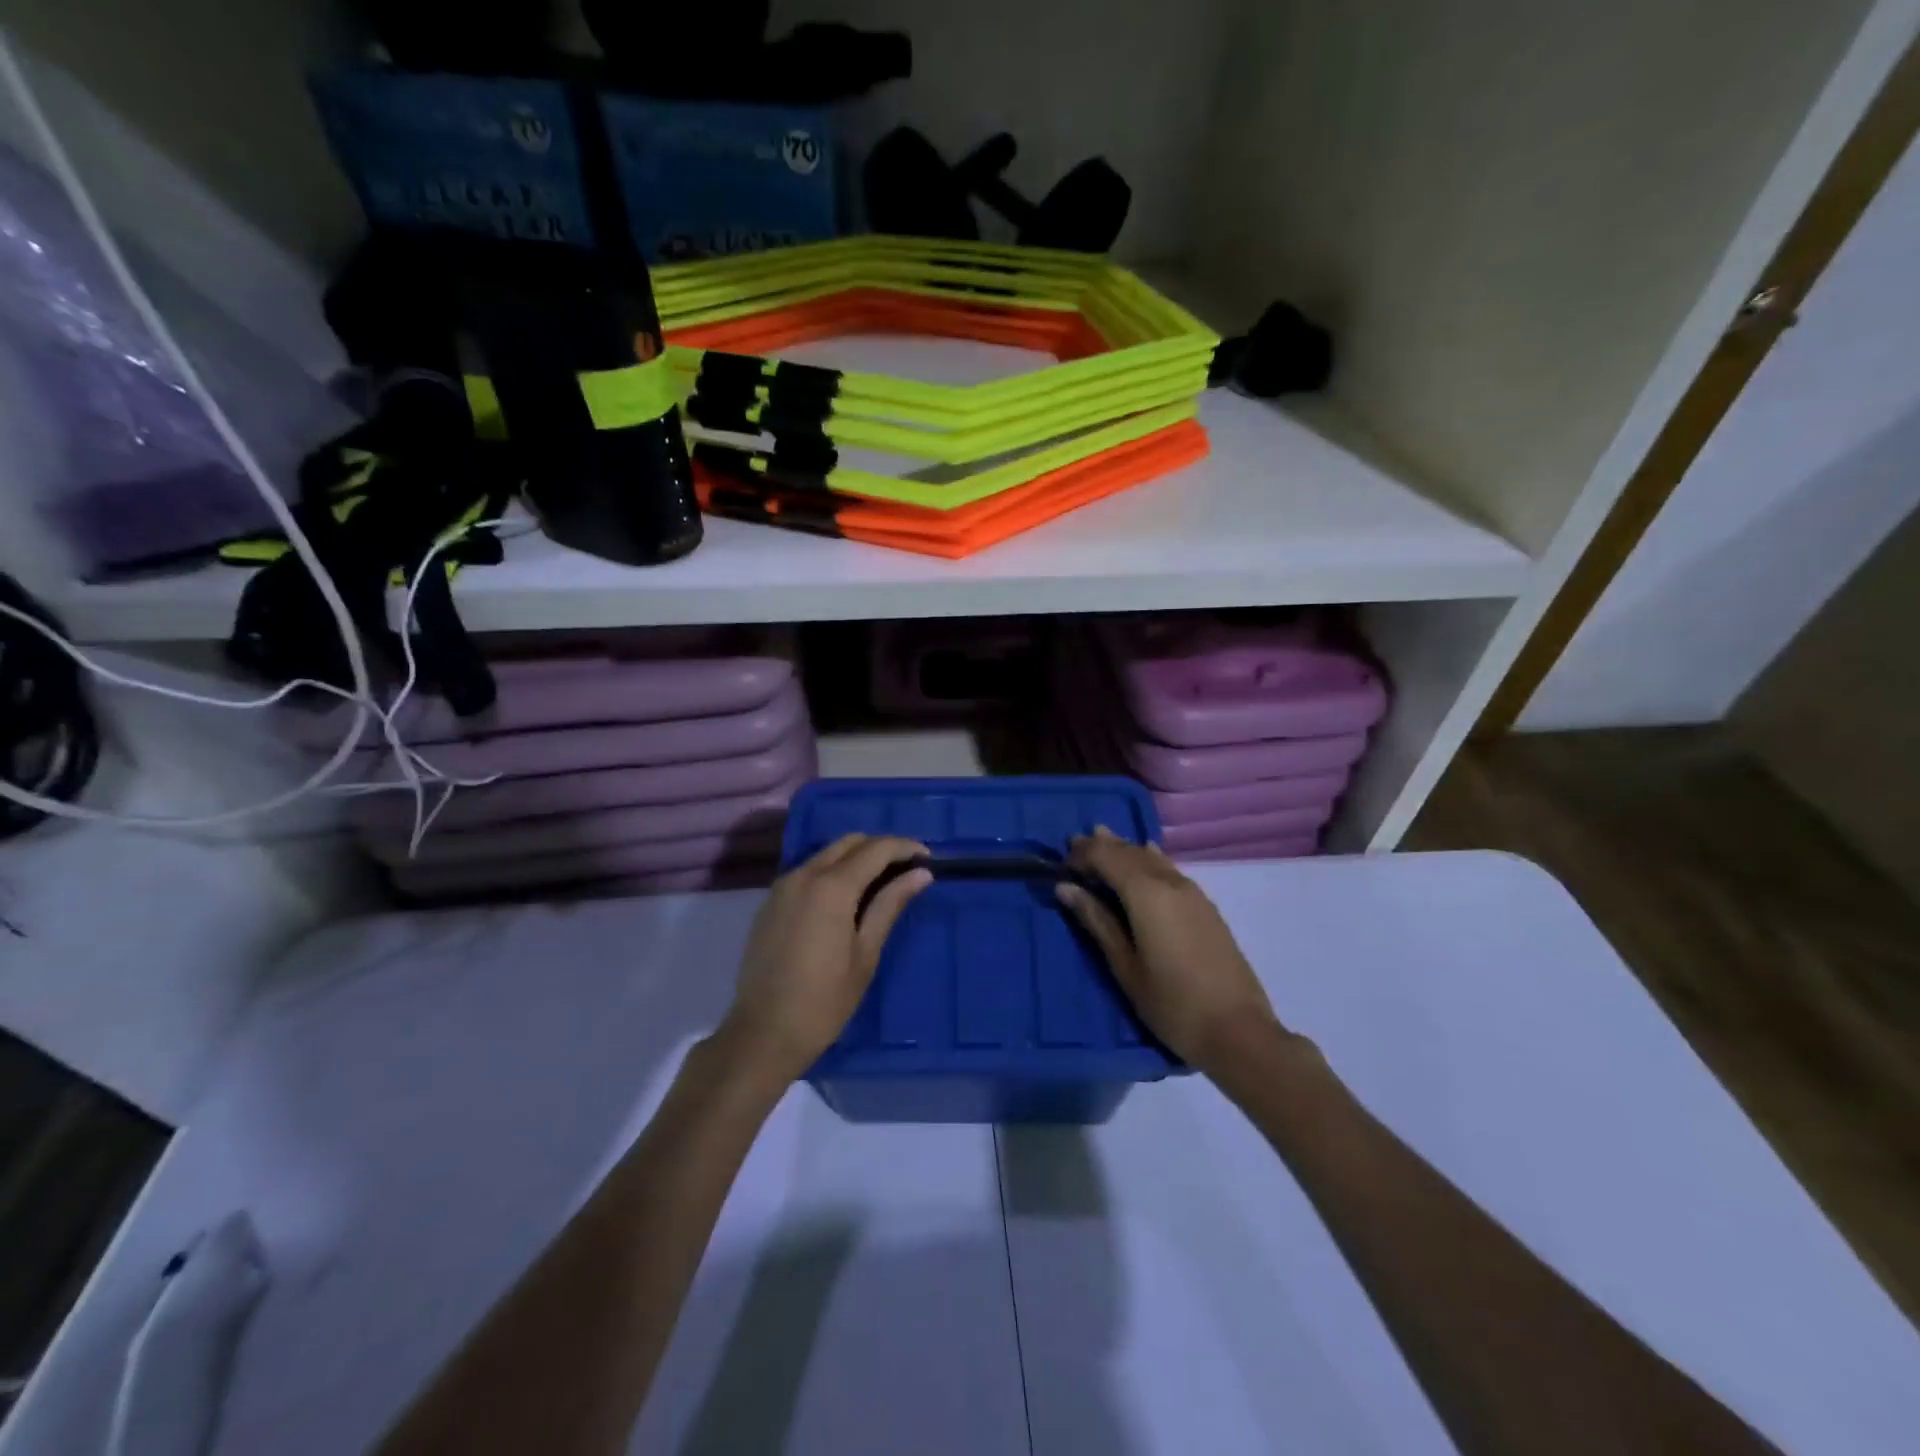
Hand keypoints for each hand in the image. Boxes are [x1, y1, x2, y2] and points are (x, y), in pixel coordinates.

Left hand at [718, 834, 931, 1082]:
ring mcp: (783, 886)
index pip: (876, 849)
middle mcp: (804, 874)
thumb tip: (921, 873)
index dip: (905, 847)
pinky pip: (808, 871)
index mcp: (831, 887)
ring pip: (827, 853)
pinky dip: (833, 871)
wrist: (763, 1033)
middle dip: (881, 848)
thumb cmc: (824, 1001)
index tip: (928, 857)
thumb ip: (890, 904)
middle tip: (907, 869)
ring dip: (856, 857)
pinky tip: (847, 898)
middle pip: (850, 842)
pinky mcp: (771, 901)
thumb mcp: (866, 953)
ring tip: (882, 882)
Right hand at [1057, 827, 1283, 1074]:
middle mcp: (1170, 882)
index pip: (1107, 856)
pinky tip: (1145, 858)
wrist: (1238, 1031)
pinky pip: (1169, 869)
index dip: (1082, 854)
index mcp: (1147, 894)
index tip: (1061, 863)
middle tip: (1074, 847)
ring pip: (1152, 858)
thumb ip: (1097, 921)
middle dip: (1101, 847)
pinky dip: (1148, 860)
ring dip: (1125, 850)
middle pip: (1130, 852)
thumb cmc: (1171, 1005)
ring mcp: (1193, 893)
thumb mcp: (1125, 967)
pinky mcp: (1205, 907)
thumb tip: (1066, 888)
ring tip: (1102, 842)